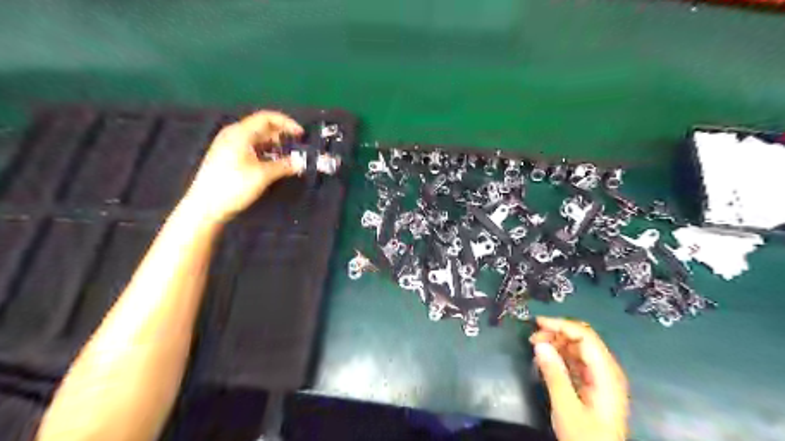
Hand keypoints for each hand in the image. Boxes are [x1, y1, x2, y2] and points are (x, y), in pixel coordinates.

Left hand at [183, 108, 303, 220]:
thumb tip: (300, 162)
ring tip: (287, 157)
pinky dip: (265, 152)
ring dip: (274, 145)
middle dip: (281, 135)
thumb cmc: (233, 186)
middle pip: (262, 127)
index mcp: (240, 133)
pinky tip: (273, 164)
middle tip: (296, 146)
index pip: (267, 118)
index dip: (286, 123)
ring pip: (256, 139)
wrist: (205, 207)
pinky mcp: (227, 158)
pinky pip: (250, 148)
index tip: (301, 135)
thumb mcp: (262, 175)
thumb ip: (283, 166)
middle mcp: (233, 135)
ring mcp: (229, 146)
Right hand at [531, 317, 629, 440]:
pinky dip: (561, 356)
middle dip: (557, 333)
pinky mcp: (594, 385)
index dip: (561, 325)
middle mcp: (607, 371)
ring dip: (557, 343)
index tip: (537, 323)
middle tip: (533, 339)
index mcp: (606, 374)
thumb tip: (539, 343)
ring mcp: (601, 378)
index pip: (586, 337)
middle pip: (583, 339)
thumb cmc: (585, 438)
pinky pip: (577, 361)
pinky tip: (546, 360)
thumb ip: (554, 374)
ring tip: (536, 348)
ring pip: (579, 349)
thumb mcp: (566, 408)